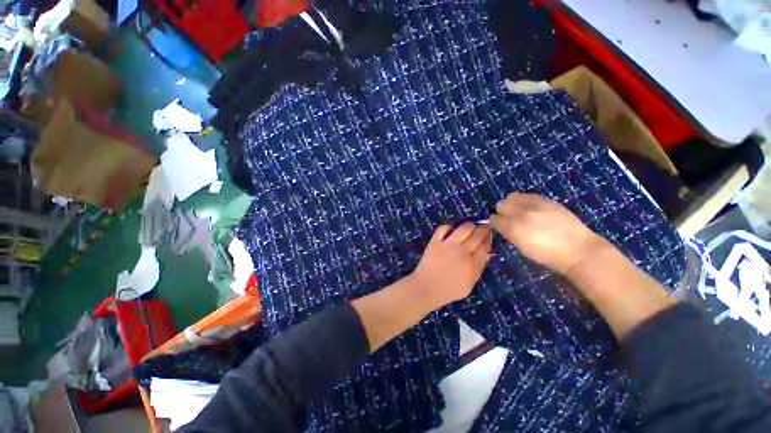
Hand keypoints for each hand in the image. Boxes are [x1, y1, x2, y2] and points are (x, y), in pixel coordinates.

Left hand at [407, 223, 492, 310]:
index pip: (485, 246)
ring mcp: (448, 245)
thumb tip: (486, 254)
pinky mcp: (435, 241)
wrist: (427, 287)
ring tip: (470, 226)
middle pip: (477, 235)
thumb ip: (478, 269)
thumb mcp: (469, 285)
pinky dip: (449, 226)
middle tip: (483, 226)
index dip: (488, 238)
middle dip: (483, 229)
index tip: (489, 234)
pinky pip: (444, 228)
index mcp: (473, 264)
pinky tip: (452, 229)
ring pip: (464, 228)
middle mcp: (462, 252)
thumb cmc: (449, 290)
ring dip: (469, 225)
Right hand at [489, 193, 607, 274]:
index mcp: (513, 228)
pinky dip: (524, 200)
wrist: (577, 249)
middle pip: (500, 205)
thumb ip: (509, 234)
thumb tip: (503, 226)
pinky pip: (527, 195)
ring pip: (512, 196)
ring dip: (512, 204)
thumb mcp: (522, 248)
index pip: (493, 219)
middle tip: (510, 219)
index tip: (499, 226)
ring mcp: (534, 204)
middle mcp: (520, 213)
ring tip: (520, 211)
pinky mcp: (545, 199)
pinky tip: (531, 208)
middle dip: (502, 211)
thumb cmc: (547, 255)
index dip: (495, 223)